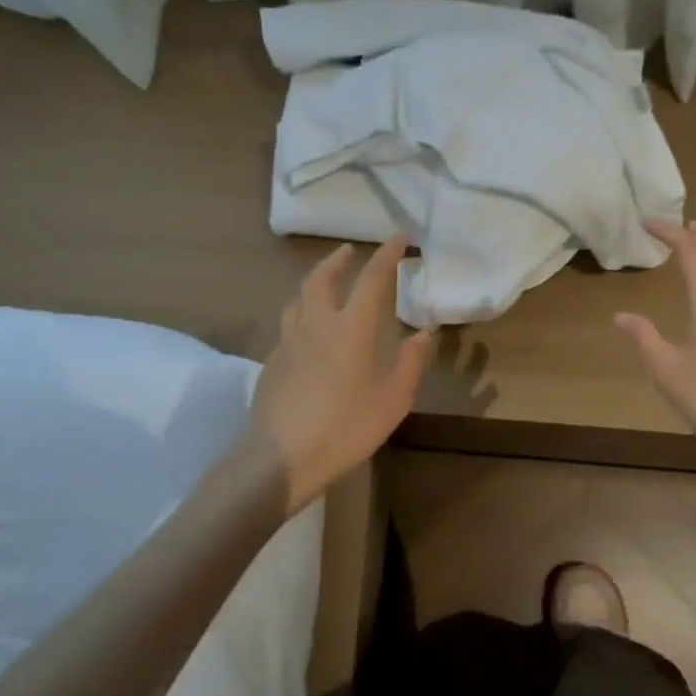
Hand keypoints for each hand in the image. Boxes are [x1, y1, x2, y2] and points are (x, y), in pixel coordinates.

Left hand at [246, 238, 432, 511]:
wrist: (279, 458)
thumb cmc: (345, 427)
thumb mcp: (393, 399)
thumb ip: (410, 362)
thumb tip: (424, 332)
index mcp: (350, 328)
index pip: (371, 279)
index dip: (386, 255)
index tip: (398, 237)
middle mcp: (315, 325)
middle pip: (322, 278)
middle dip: (338, 260)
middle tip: (350, 251)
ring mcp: (287, 343)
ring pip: (298, 299)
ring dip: (314, 283)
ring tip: (325, 284)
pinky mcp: (271, 363)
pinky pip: (288, 326)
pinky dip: (302, 314)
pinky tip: (308, 333)